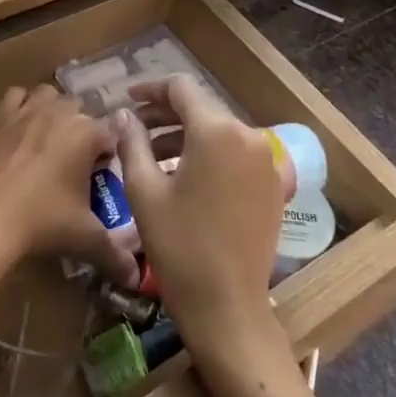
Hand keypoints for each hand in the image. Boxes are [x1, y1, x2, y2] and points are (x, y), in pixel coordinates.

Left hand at [0, 85, 138, 288]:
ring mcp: (27, 111)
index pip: (113, 133)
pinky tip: (21, 129)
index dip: (111, 153)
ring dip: (55, 110)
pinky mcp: (0, 118)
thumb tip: (134, 276)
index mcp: (88, 133)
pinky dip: (21, 106)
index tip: (105, 174)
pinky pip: (16, 97)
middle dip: (84, 129)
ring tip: (52, 140)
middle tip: (78, 162)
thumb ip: (115, 255)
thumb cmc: (43, 222)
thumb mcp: (85, 238)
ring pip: (50, 95)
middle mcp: (60, 112)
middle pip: (82, 110)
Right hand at [112, 76, 288, 367]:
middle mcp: (248, 136)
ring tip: (150, 154)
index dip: (151, 88)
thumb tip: (124, 116)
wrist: (228, 307)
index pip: (181, 88)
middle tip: (133, 128)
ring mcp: (265, 161)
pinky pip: (234, 153)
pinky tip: (182, 174)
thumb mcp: (144, 190)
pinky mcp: (271, 185)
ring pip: (218, 131)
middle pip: (201, 108)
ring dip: (183, 135)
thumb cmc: (179, 246)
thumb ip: (132, 142)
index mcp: (217, 131)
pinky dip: (206, 154)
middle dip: (164, 113)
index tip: (127, 99)